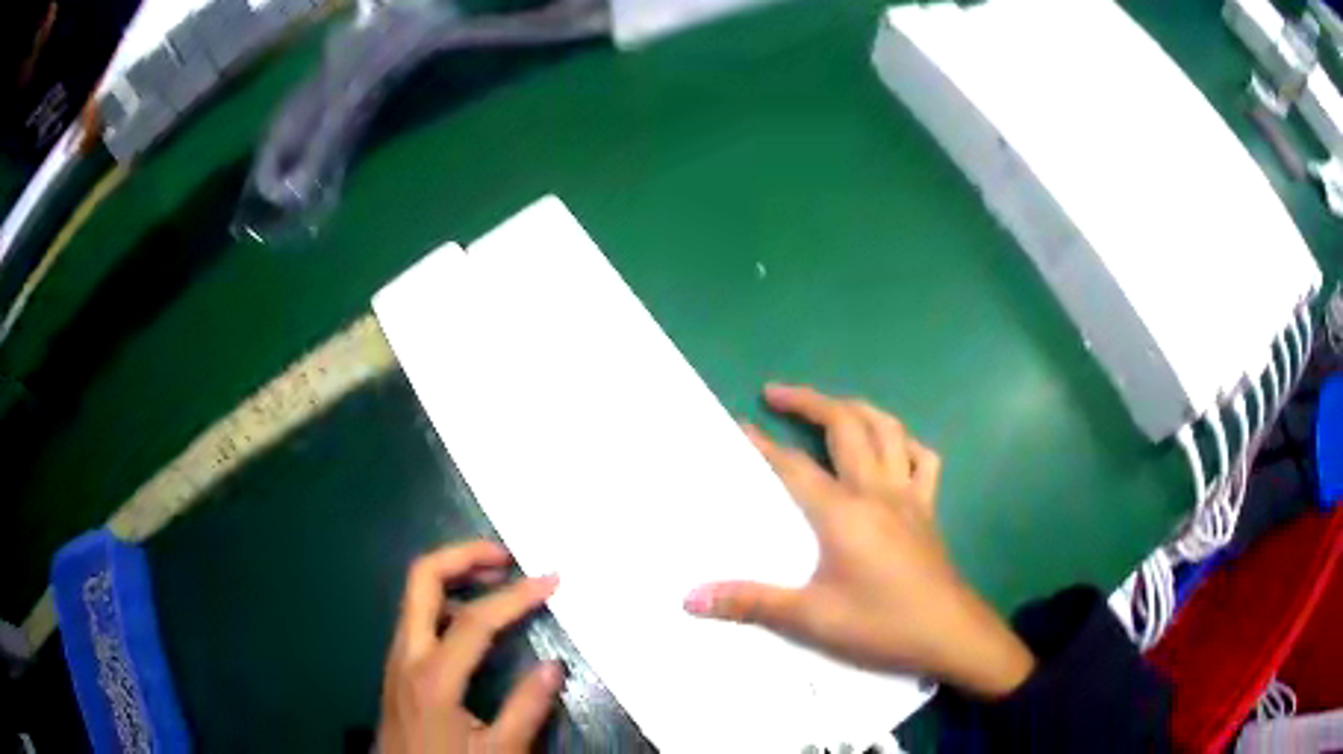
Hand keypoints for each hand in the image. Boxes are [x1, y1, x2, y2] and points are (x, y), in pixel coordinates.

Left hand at [379, 541, 563, 752]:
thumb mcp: (499, 752)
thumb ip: (526, 709)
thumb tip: (554, 666)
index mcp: (433, 676)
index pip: (475, 619)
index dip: (516, 596)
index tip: (551, 581)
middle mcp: (407, 653)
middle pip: (422, 578)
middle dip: (463, 555)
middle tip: (506, 556)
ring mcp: (397, 657)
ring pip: (416, 594)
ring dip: (453, 574)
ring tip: (496, 578)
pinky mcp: (398, 666)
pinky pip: (417, 616)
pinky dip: (446, 600)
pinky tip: (473, 619)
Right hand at [683, 384, 1034, 697]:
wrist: (949, 634)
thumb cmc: (881, 624)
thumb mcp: (812, 618)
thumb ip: (751, 603)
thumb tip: (691, 598)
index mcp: (844, 512)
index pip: (795, 466)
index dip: (764, 444)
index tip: (739, 424)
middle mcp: (877, 490)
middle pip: (846, 426)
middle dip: (809, 401)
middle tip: (776, 394)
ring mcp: (909, 495)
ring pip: (888, 429)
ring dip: (856, 408)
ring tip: (830, 407)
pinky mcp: (929, 509)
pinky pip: (923, 459)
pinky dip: (905, 442)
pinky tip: (893, 448)